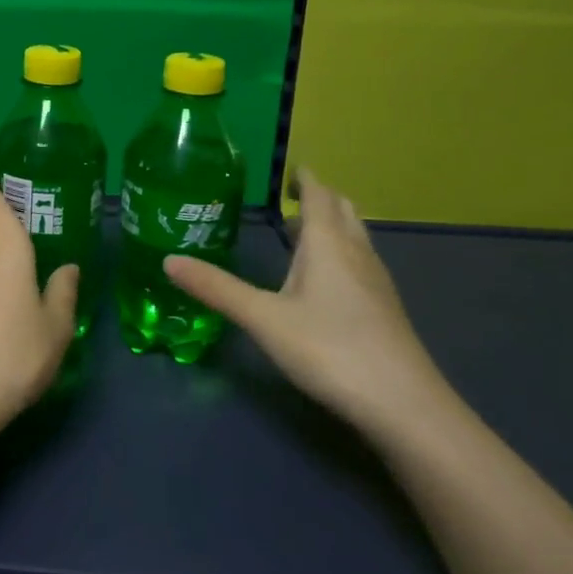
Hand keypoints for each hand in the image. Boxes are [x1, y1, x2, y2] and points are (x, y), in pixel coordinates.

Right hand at [164, 168, 453, 439]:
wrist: (403, 405)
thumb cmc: (329, 349)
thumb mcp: (263, 319)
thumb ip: (217, 289)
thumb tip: (169, 260)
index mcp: (327, 245)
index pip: (319, 196)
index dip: (305, 179)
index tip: (291, 168)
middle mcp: (356, 254)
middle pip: (343, 211)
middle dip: (321, 197)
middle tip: (294, 196)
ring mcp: (376, 282)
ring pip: (355, 237)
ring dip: (333, 225)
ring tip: (305, 230)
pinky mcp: (384, 309)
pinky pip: (360, 262)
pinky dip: (341, 252)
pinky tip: (327, 278)